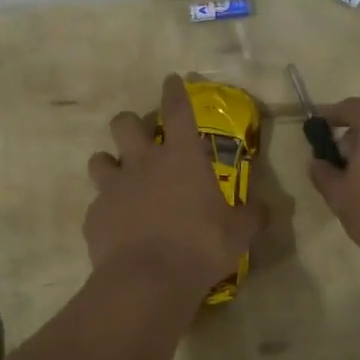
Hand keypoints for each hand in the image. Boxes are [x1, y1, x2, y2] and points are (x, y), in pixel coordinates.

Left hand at [84, 75, 259, 299]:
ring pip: (99, 158)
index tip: (170, 79)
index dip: (174, 91)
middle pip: (124, 123)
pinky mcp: (94, 215)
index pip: (178, 111)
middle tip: (140, 139)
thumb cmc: (200, 247)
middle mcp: (143, 163)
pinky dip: (106, 210)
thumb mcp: (238, 233)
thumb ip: (251, 216)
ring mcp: (114, 187)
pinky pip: (96, 204)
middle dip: (130, 124)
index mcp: (182, 158)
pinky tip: (116, 227)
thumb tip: (265, 209)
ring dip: (109, 164)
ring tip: (120, 179)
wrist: (147, 280)